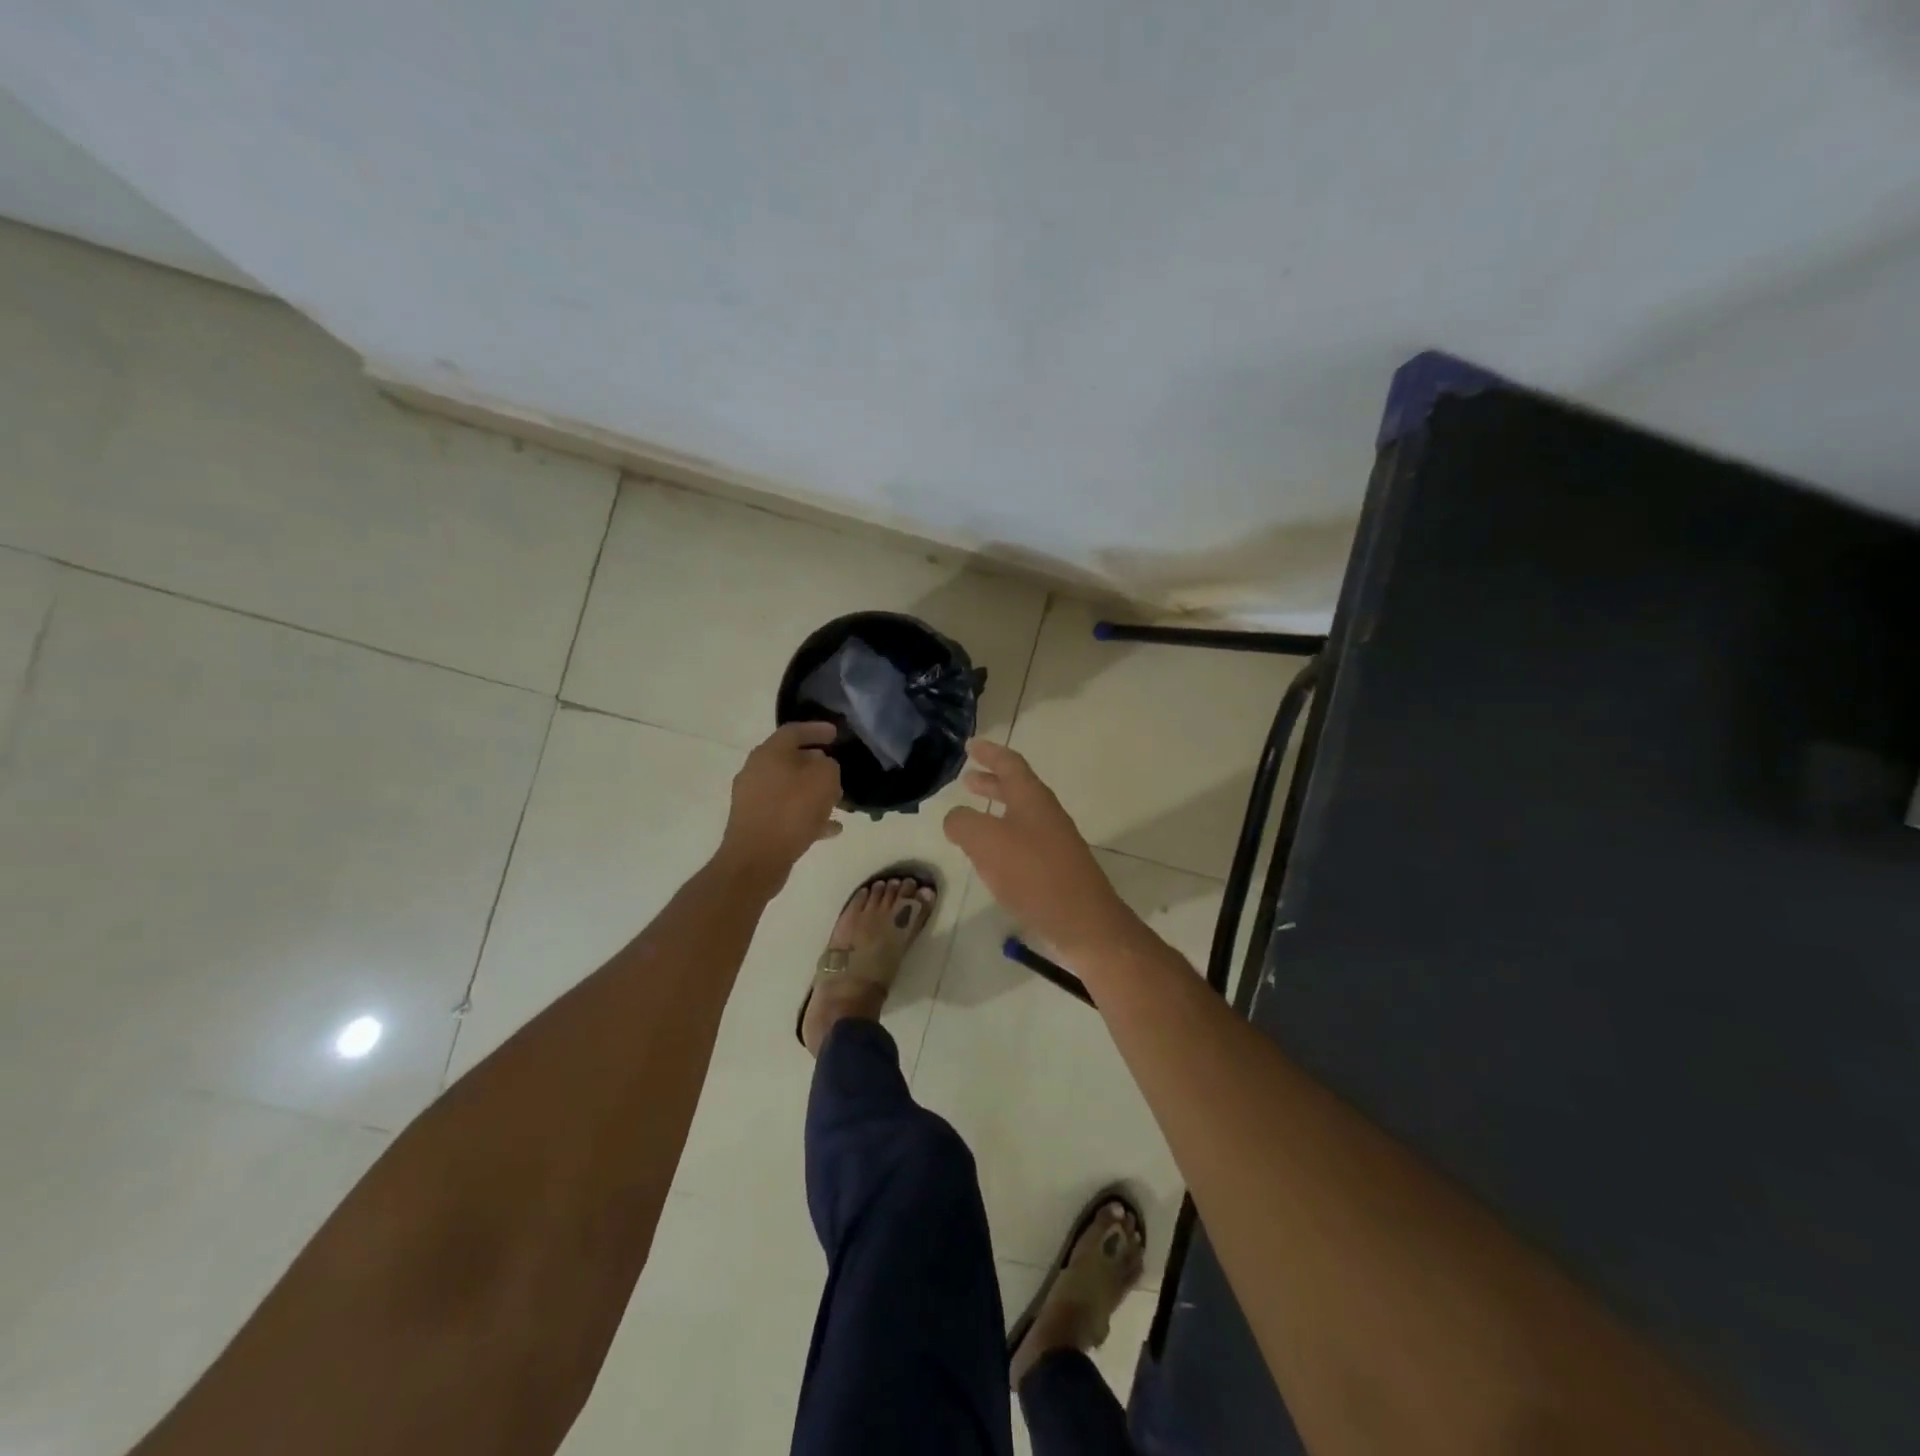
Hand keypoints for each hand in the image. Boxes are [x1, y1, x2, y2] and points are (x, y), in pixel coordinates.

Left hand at [719, 722, 843, 886]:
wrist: (756, 859)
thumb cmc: (791, 811)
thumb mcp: (823, 780)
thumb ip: (828, 765)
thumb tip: (822, 765)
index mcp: (769, 753)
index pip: (794, 730)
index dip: (817, 729)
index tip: (836, 734)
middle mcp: (756, 770)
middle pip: (790, 760)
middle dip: (816, 765)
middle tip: (837, 770)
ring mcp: (753, 798)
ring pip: (790, 787)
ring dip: (813, 792)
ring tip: (838, 802)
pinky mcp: (755, 823)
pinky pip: (786, 812)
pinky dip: (807, 815)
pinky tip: (830, 828)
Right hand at [942, 739, 1135, 962]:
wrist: (1083, 921)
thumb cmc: (1033, 873)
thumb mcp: (986, 842)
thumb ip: (963, 823)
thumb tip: (955, 818)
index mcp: (1032, 798)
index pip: (1009, 764)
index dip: (989, 753)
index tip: (971, 745)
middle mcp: (1045, 813)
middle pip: (1016, 788)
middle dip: (990, 782)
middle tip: (967, 779)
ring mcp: (1053, 841)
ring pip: (1019, 816)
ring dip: (995, 811)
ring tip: (971, 818)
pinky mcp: (1055, 868)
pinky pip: (1023, 842)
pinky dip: (1002, 839)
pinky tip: (989, 858)